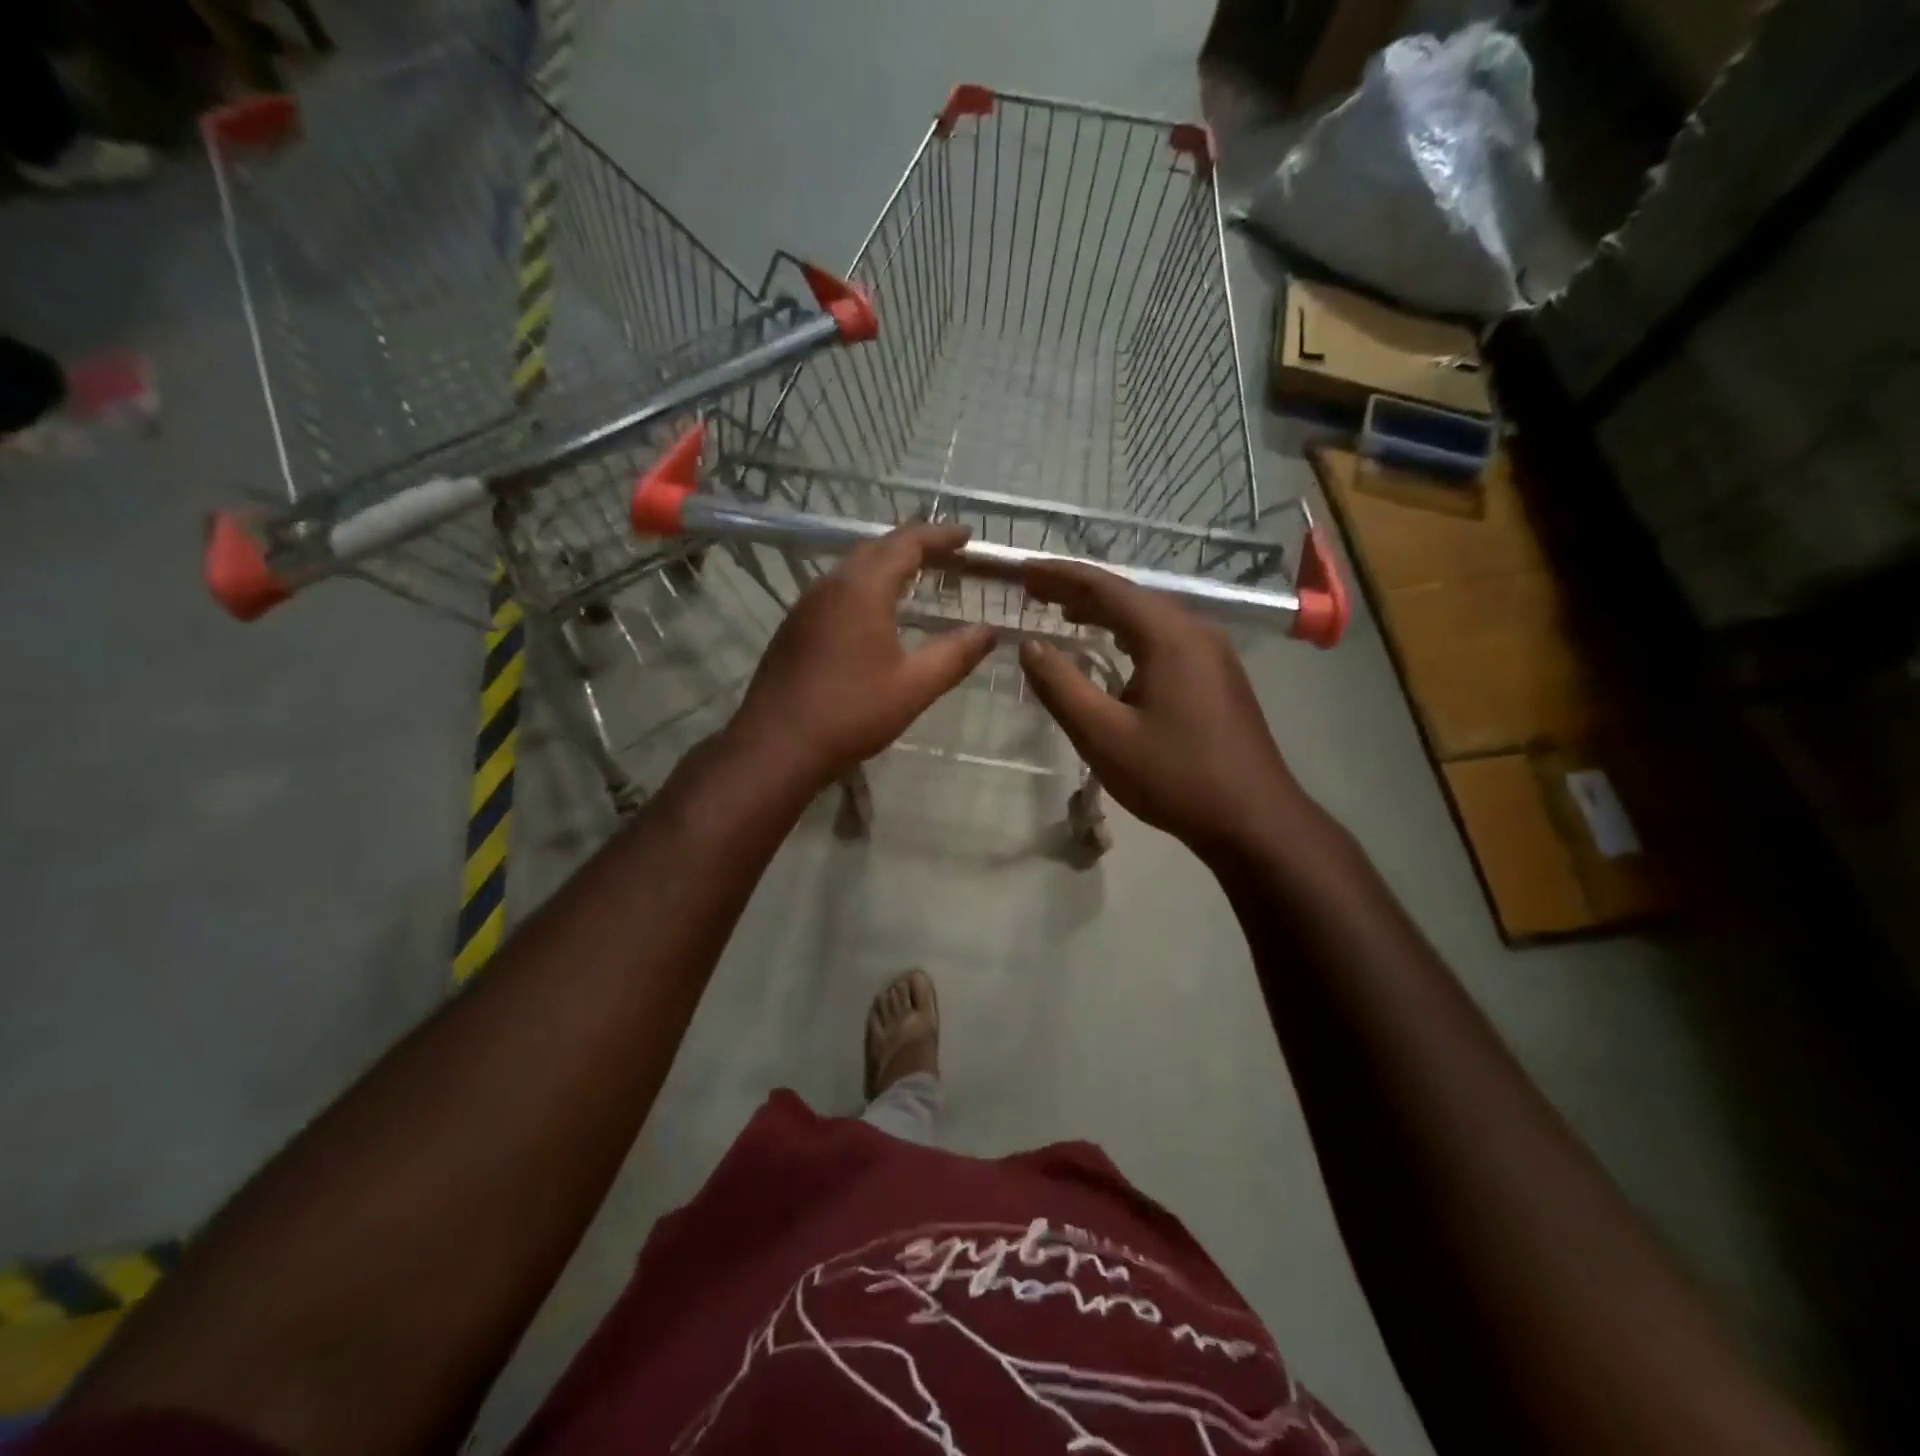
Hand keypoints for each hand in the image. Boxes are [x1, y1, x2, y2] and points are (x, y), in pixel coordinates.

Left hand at [729, 523, 995, 789]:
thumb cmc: (852, 713)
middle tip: (946, 553)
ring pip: (852, 567)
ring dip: (886, 564)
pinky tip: (875, 611)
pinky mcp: (794, 627)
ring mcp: (806, 605)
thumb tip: (989, 631)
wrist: (777, 746)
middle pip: (876, 547)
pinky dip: (865, 586)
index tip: (967, 536)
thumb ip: (956, 654)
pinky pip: (836, 590)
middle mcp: (831, 585)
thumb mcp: (915, 686)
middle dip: (913, 544)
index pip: (906, 543)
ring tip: (917, 576)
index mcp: (863, 589)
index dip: (939, 536)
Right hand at [1019, 561, 1307, 857]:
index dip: (1058, 576)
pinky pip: (1164, 639)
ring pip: (1148, 617)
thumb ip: (1061, 686)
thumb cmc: (1175, 777)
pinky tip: (1112, 650)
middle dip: (1078, 591)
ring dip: (1104, 612)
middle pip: (1128, 596)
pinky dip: (1128, 634)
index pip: (1104, 588)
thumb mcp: (1104, 735)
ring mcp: (1212, 653)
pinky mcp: (1217, 676)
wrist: (1253, 819)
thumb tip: (1030, 646)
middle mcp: (1195, 631)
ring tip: (1063, 613)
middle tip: (1033, 591)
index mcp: (1169, 636)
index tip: (1021, 572)